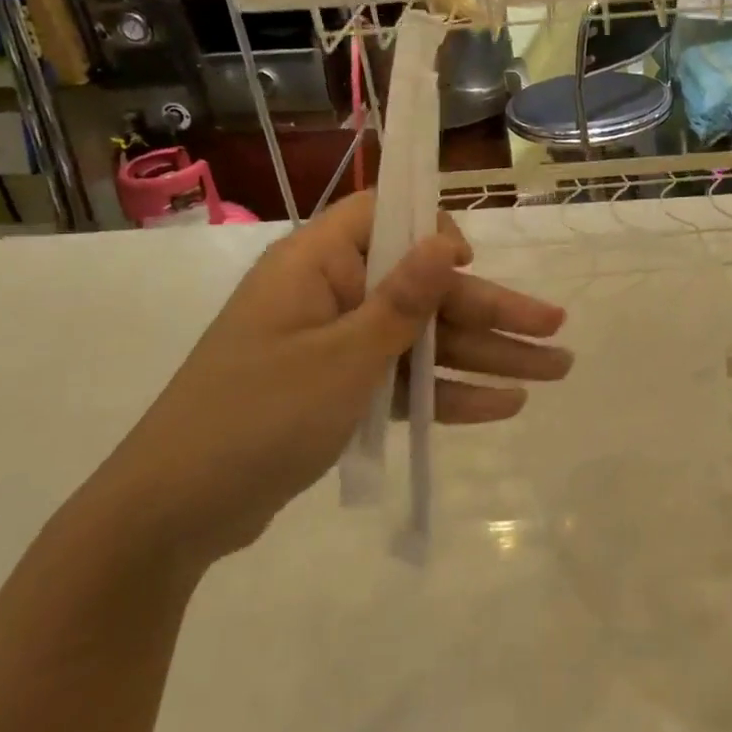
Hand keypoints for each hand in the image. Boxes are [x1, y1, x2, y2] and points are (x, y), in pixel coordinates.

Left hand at [95, 193, 570, 568]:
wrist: (173, 515)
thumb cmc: (257, 417)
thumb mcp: (342, 357)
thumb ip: (403, 301)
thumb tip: (447, 237)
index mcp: (317, 265)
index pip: (383, 216)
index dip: (433, 232)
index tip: (471, 264)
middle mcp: (329, 295)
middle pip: (423, 291)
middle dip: (490, 311)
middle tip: (557, 330)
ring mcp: (335, 347)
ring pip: (422, 340)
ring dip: (483, 356)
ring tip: (552, 371)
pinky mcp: (338, 392)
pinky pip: (401, 381)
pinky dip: (446, 393)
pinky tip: (503, 406)